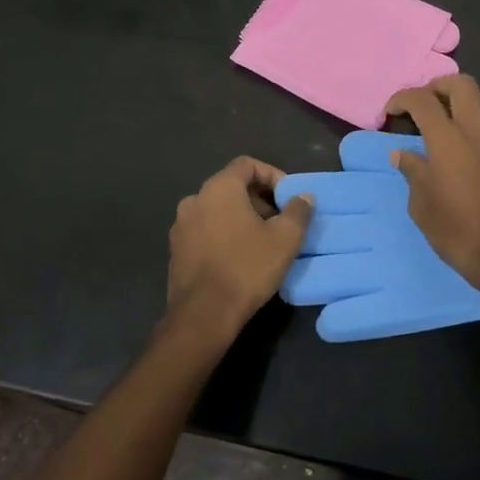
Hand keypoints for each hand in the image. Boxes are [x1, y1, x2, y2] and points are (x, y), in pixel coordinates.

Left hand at [165, 157, 313, 343]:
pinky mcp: (176, 250)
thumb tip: (304, 197)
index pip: (247, 164)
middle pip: (232, 186)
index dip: (272, 175)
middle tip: (281, 221)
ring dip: (241, 218)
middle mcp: (194, 199)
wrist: (203, 315)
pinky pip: (205, 230)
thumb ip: (298, 211)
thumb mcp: (285, 239)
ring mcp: (181, 225)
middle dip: (259, 199)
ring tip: (263, 240)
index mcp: (219, 188)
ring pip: (217, 210)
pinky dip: (224, 234)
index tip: (288, 198)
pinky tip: (240, 257)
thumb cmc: (247, 268)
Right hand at [384, 76, 479, 292]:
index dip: (403, 98)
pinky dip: (479, 131)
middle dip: (439, 86)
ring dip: (465, 101)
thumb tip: (402, 155)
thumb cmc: (455, 231)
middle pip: (463, 85)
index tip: (391, 112)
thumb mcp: (421, 205)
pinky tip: (469, 156)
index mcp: (447, 141)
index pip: (423, 101)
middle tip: (425, 104)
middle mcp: (476, 134)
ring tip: (449, 119)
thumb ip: (413, 172)